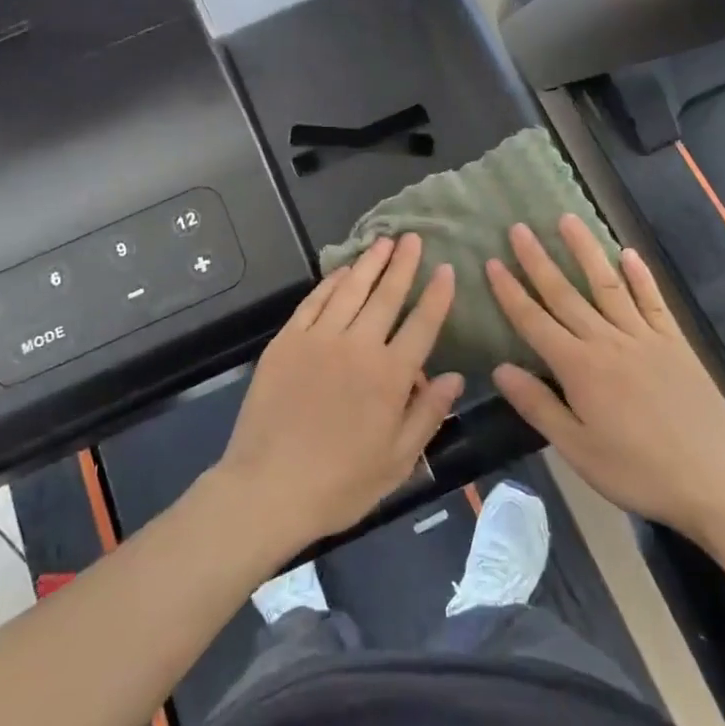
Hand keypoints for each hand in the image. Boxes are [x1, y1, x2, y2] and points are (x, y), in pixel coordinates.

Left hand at [219, 234, 464, 555]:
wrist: (268, 488)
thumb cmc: (340, 484)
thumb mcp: (397, 461)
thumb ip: (428, 414)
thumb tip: (455, 377)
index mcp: (390, 376)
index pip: (423, 324)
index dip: (437, 295)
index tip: (447, 269)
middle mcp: (359, 346)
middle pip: (387, 296)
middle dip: (403, 264)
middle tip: (413, 237)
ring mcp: (319, 339)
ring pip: (351, 290)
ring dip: (369, 264)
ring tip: (383, 242)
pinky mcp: (287, 341)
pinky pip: (314, 302)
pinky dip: (331, 283)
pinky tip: (342, 271)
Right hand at [485, 217, 724, 536]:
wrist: (714, 479)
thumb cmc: (637, 471)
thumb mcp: (577, 449)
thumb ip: (538, 405)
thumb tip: (500, 368)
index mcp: (579, 368)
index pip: (534, 321)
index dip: (510, 291)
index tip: (492, 261)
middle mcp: (607, 341)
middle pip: (566, 294)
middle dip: (538, 260)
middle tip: (518, 228)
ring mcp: (644, 337)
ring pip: (608, 285)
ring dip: (586, 251)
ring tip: (568, 219)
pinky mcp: (675, 342)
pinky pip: (653, 301)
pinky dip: (640, 276)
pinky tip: (628, 254)